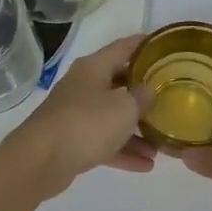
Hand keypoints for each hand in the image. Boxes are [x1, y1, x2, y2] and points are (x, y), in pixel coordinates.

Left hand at [3, 35, 156, 194]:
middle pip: (120, 84)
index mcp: (94, 68)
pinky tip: (146, 165)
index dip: (145, 45)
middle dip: (145, 95)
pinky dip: (124, 151)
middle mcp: (84, 86)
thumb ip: (142, 97)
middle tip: (171, 100)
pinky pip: (104, 142)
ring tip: (161, 147)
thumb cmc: (87, 124)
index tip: (166, 46)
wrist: (40, 161)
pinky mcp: (72, 141)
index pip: (124, 47)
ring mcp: (76, 115)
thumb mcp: (124, 107)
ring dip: (137, 131)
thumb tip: (148, 90)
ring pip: (113, 118)